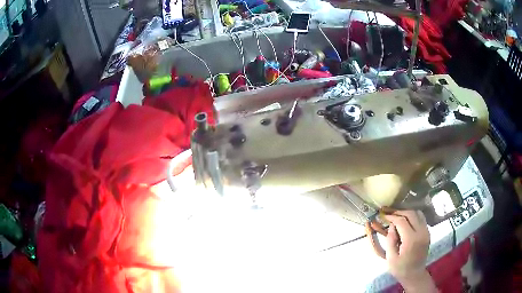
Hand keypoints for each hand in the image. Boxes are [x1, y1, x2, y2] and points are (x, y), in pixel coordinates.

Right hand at [384, 210, 436, 292]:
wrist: (415, 274)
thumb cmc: (400, 269)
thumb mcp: (390, 258)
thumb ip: (390, 240)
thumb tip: (392, 226)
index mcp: (411, 240)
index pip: (402, 221)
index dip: (392, 217)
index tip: (384, 216)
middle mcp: (421, 232)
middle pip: (411, 214)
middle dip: (399, 212)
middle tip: (390, 214)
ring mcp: (426, 231)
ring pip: (418, 213)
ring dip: (407, 212)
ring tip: (398, 216)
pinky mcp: (427, 232)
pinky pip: (421, 218)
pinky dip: (413, 216)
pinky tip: (406, 221)